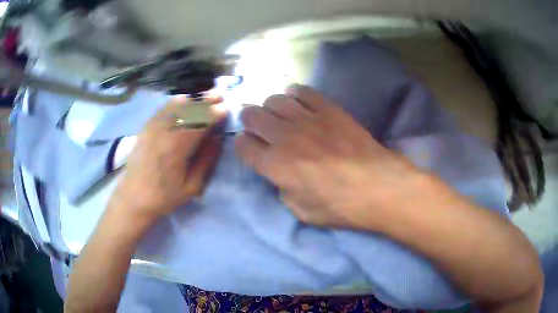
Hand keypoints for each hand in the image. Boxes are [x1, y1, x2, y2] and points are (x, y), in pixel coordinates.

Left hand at [108, 97, 224, 222]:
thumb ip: (206, 161)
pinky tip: (183, 101)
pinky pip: (162, 109)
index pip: (200, 122)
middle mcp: (165, 131)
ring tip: (204, 96)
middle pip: (188, 109)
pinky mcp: (146, 128)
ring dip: (192, 99)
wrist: (134, 198)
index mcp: (178, 147)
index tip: (225, 110)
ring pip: (175, 105)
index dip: (214, 114)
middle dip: (205, 101)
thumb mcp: (192, 187)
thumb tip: (217, 139)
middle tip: (218, 96)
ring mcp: (153, 127)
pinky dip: (175, 102)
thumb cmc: (164, 196)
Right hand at [236, 85, 423, 228]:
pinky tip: (297, 101)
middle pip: (253, 116)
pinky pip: (303, 91)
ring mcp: (308, 119)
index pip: (243, 145)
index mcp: (275, 165)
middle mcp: (284, 137)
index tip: (249, 147)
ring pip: (275, 99)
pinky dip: (294, 93)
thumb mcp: (302, 212)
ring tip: (277, 113)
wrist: (379, 186)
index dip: (243, 145)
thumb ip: (283, 191)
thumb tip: (281, 177)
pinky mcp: (329, 109)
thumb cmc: (341, 206)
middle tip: (257, 125)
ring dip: (270, 106)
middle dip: (249, 120)